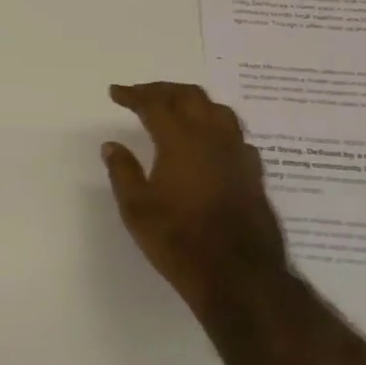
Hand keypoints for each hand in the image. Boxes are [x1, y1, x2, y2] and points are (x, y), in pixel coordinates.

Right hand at [103, 82, 291, 312]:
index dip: (133, 95)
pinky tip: (209, 142)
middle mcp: (213, 137)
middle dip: (163, 90)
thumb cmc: (178, 239)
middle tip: (142, 95)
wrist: (238, 274)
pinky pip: (234, 135)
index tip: (116, 93)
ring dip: (193, 103)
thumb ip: (123, 171)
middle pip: (190, 96)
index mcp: (180, 140)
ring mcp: (238, 154)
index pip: (154, 104)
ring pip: (218, 110)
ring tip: (176, 111)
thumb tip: (112, 145)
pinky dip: (215, 127)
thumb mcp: (136, 208)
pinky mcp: (253, 173)